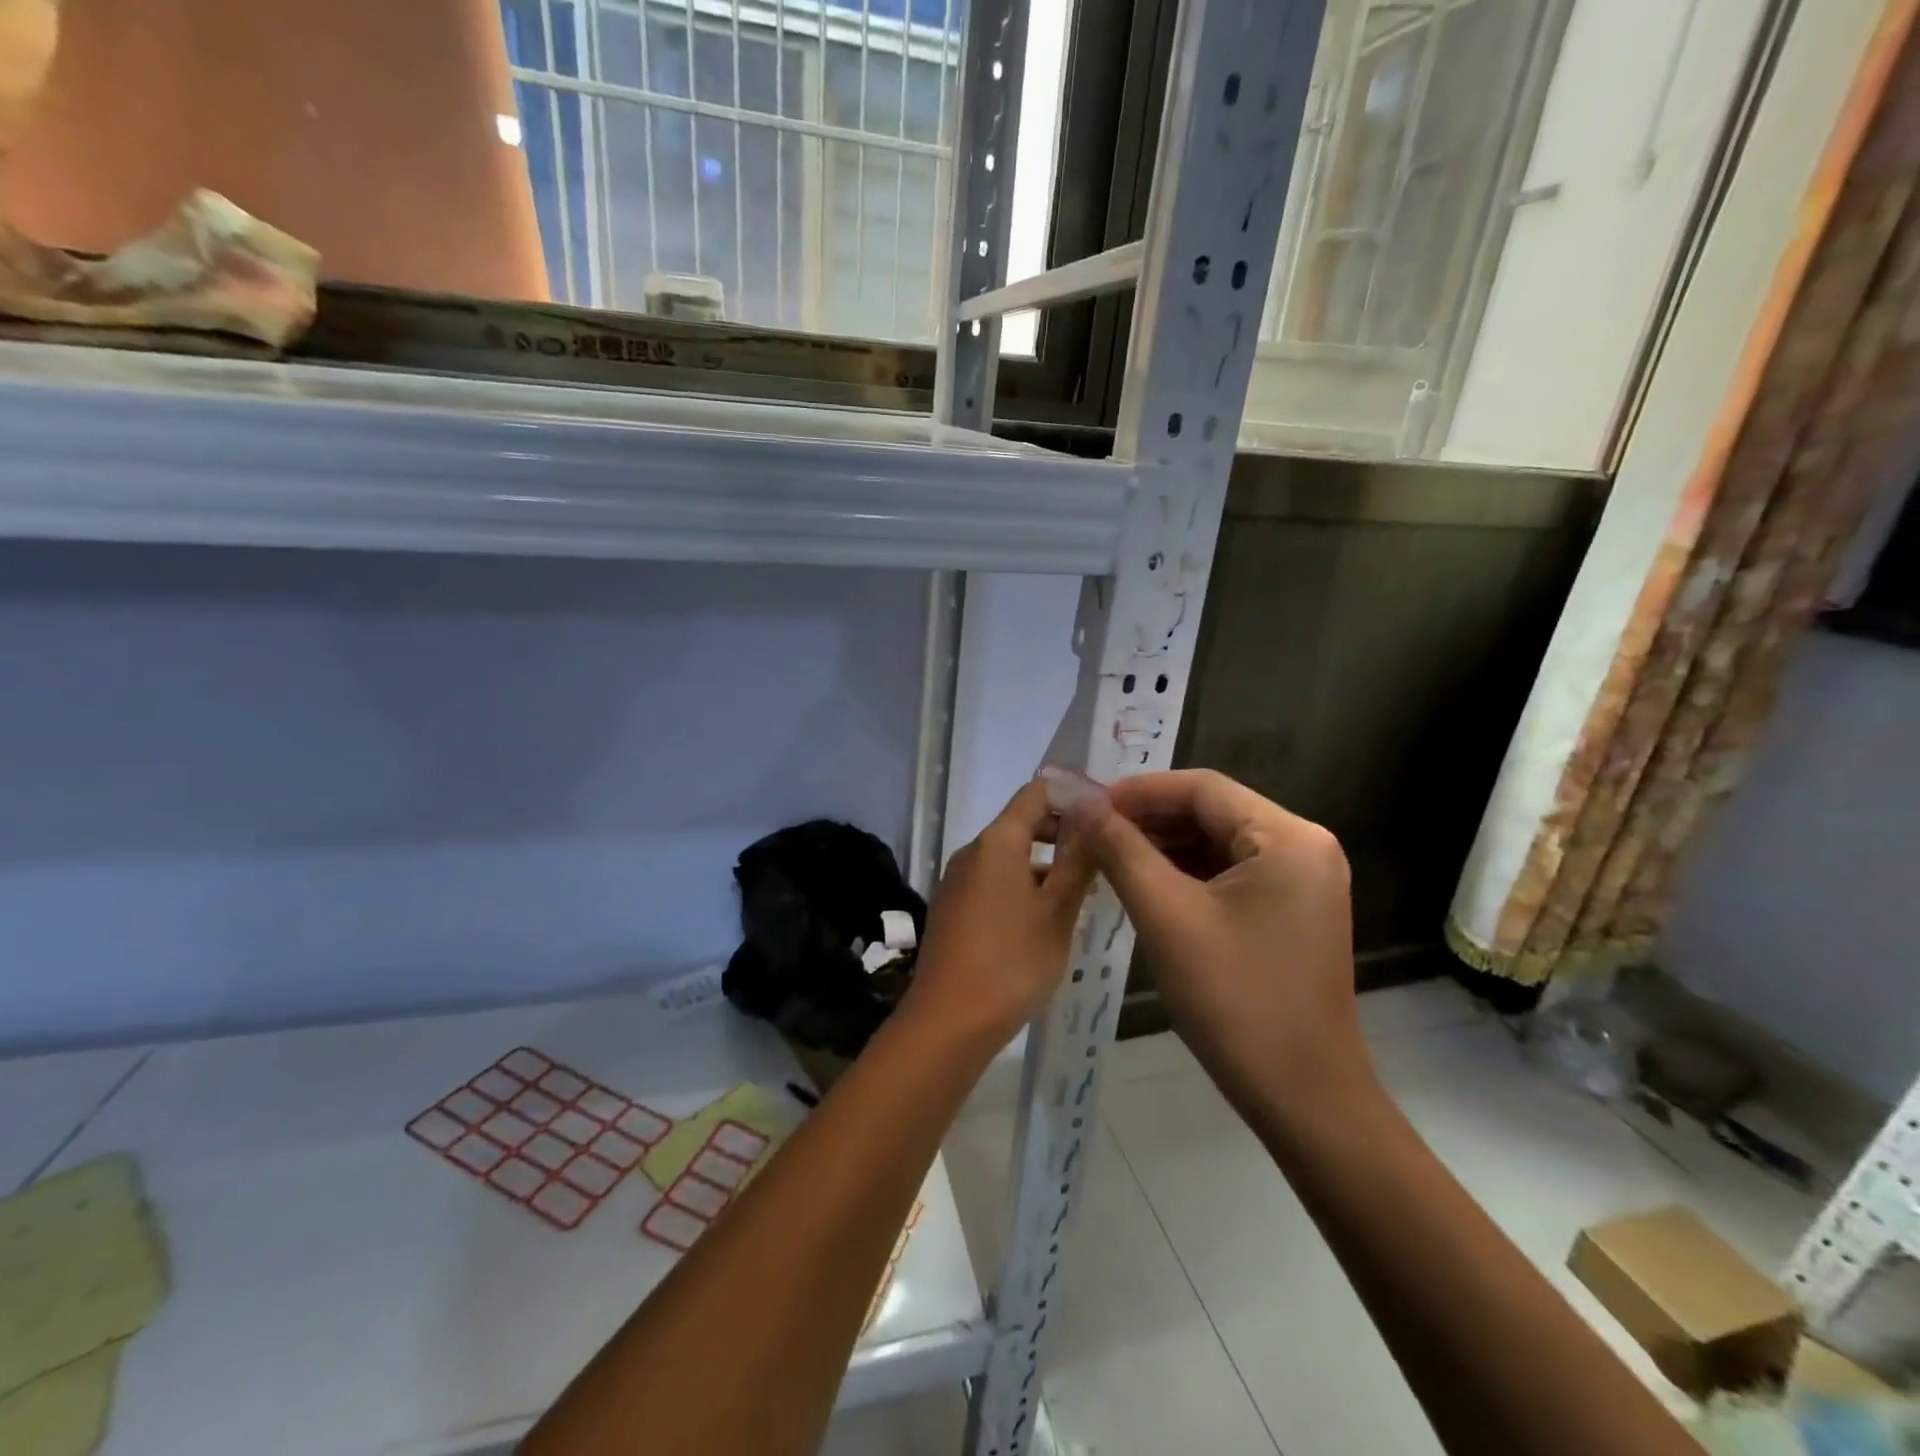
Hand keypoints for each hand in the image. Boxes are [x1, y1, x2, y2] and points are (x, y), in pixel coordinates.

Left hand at [904, 781, 1096, 1047]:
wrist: (948, 1021)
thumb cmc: (1012, 962)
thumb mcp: (1057, 913)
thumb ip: (1078, 862)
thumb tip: (1095, 819)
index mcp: (997, 843)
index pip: (1036, 794)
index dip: (1071, 796)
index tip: (1104, 815)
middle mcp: (971, 852)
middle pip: (1020, 823)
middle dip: (1061, 833)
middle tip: (1101, 854)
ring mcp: (956, 881)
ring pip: (1007, 856)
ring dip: (1043, 864)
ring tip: (1081, 890)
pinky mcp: (951, 908)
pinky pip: (992, 881)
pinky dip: (1020, 885)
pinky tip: (1044, 917)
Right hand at [1071, 769, 1369, 1120]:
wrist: (1303, 1099)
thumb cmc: (1235, 1001)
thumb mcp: (1167, 916)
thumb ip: (1121, 850)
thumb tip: (1081, 803)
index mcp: (1288, 837)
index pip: (1202, 788)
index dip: (1138, 791)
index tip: (1086, 805)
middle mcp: (1304, 847)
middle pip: (1211, 812)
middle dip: (1148, 819)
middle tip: (1090, 833)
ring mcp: (1302, 881)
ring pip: (1217, 843)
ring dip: (1163, 846)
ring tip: (1107, 857)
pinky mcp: (1291, 910)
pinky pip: (1230, 873)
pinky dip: (1185, 874)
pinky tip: (1144, 884)